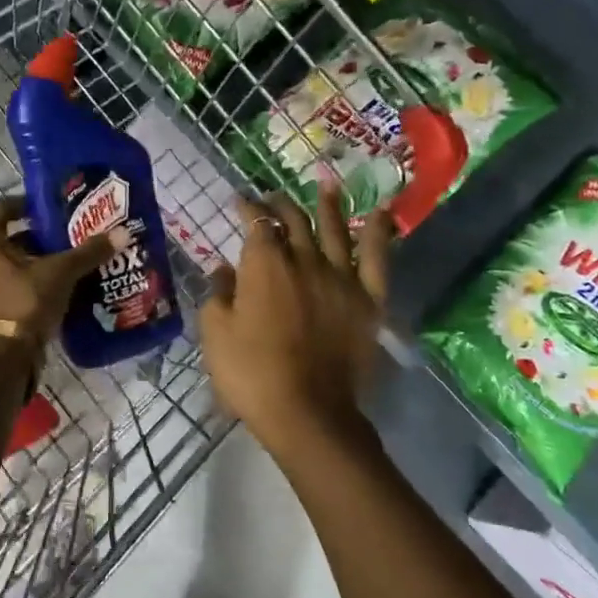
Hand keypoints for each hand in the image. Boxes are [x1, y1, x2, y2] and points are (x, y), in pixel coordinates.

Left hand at [0, 196, 127, 351]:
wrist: (3, 359)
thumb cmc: (24, 302)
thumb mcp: (60, 273)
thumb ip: (89, 253)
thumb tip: (123, 232)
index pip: (2, 209)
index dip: (25, 204)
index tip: (49, 207)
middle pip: (10, 240)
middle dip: (39, 238)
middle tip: (68, 236)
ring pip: (13, 266)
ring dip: (38, 264)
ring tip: (70, 263)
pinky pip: (14, 289)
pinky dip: (34, 286)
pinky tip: (61, 290)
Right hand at [200, 185, 392, 458]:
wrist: (307, 412)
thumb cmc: (251, 373)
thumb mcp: (215, 333)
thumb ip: (218, 293)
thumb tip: (224, 268)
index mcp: (264, 264)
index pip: (256, 223)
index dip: (248, 208)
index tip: (240, 201)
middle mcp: (304, 260)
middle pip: (294, 221)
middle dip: (281, 204)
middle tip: (273, 197)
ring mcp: (341, 277)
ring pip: (335, 229)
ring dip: (328, 205)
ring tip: (326, 185)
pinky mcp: (368, 300)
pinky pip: (378, 259)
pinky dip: (379, 233)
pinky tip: (381, 212)